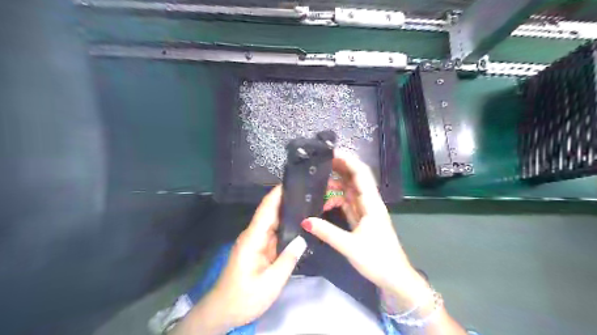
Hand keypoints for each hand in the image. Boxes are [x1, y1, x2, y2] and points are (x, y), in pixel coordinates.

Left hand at [171, 187, 303, 333]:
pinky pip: (274, 234)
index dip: (277, 193)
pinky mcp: (259, 249)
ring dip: (289, 213)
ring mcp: (256, 242)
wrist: (223, 312)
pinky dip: (286, 228)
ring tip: (309, 205)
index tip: (293, 180)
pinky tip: (300, 226)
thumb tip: (303, 238)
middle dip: (288, 200)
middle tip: (310, 193)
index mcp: (253, 238)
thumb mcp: (270, 283)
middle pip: (271, 212)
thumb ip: (288, 259)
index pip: (266, 209)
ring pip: (274, 222)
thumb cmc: (244, 298)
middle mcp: (253, 235)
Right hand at [304, 151, 429, 303]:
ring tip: (318, 182)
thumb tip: (305, 221)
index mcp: (371, 204)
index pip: (360, 175)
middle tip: (320, 162)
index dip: (348, 161)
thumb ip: (327, 232)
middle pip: (355, 178)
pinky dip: (336, 199)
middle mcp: (369, 203)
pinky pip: (348, 202)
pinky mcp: (362, 219)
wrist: (395, 277)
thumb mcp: (350, 246)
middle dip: (340, 168)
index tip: (331, 152)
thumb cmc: (377, 260)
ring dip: (336, 184)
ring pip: (350, 190)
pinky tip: (324, 203)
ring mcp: (366, 210)